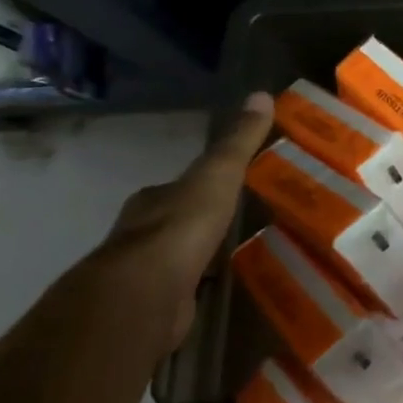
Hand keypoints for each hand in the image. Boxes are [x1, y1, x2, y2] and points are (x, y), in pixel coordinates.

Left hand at [82, 92, 276, 352]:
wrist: (145, 293)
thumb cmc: (182, 226)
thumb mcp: (219, 174)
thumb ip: (239, 141)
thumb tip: (262, 94)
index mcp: (153, 201)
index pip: (176, 187)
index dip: (199, 186)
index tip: (226, 187)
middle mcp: (139, 234)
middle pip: (172, 223)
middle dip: (196, 224)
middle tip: (233, 225)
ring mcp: (142, 274)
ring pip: (173, 259)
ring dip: (195, 258)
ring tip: (231, 259)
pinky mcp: (151, 308)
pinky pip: (179, 292)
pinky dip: (195, 290)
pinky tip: (216, 292)